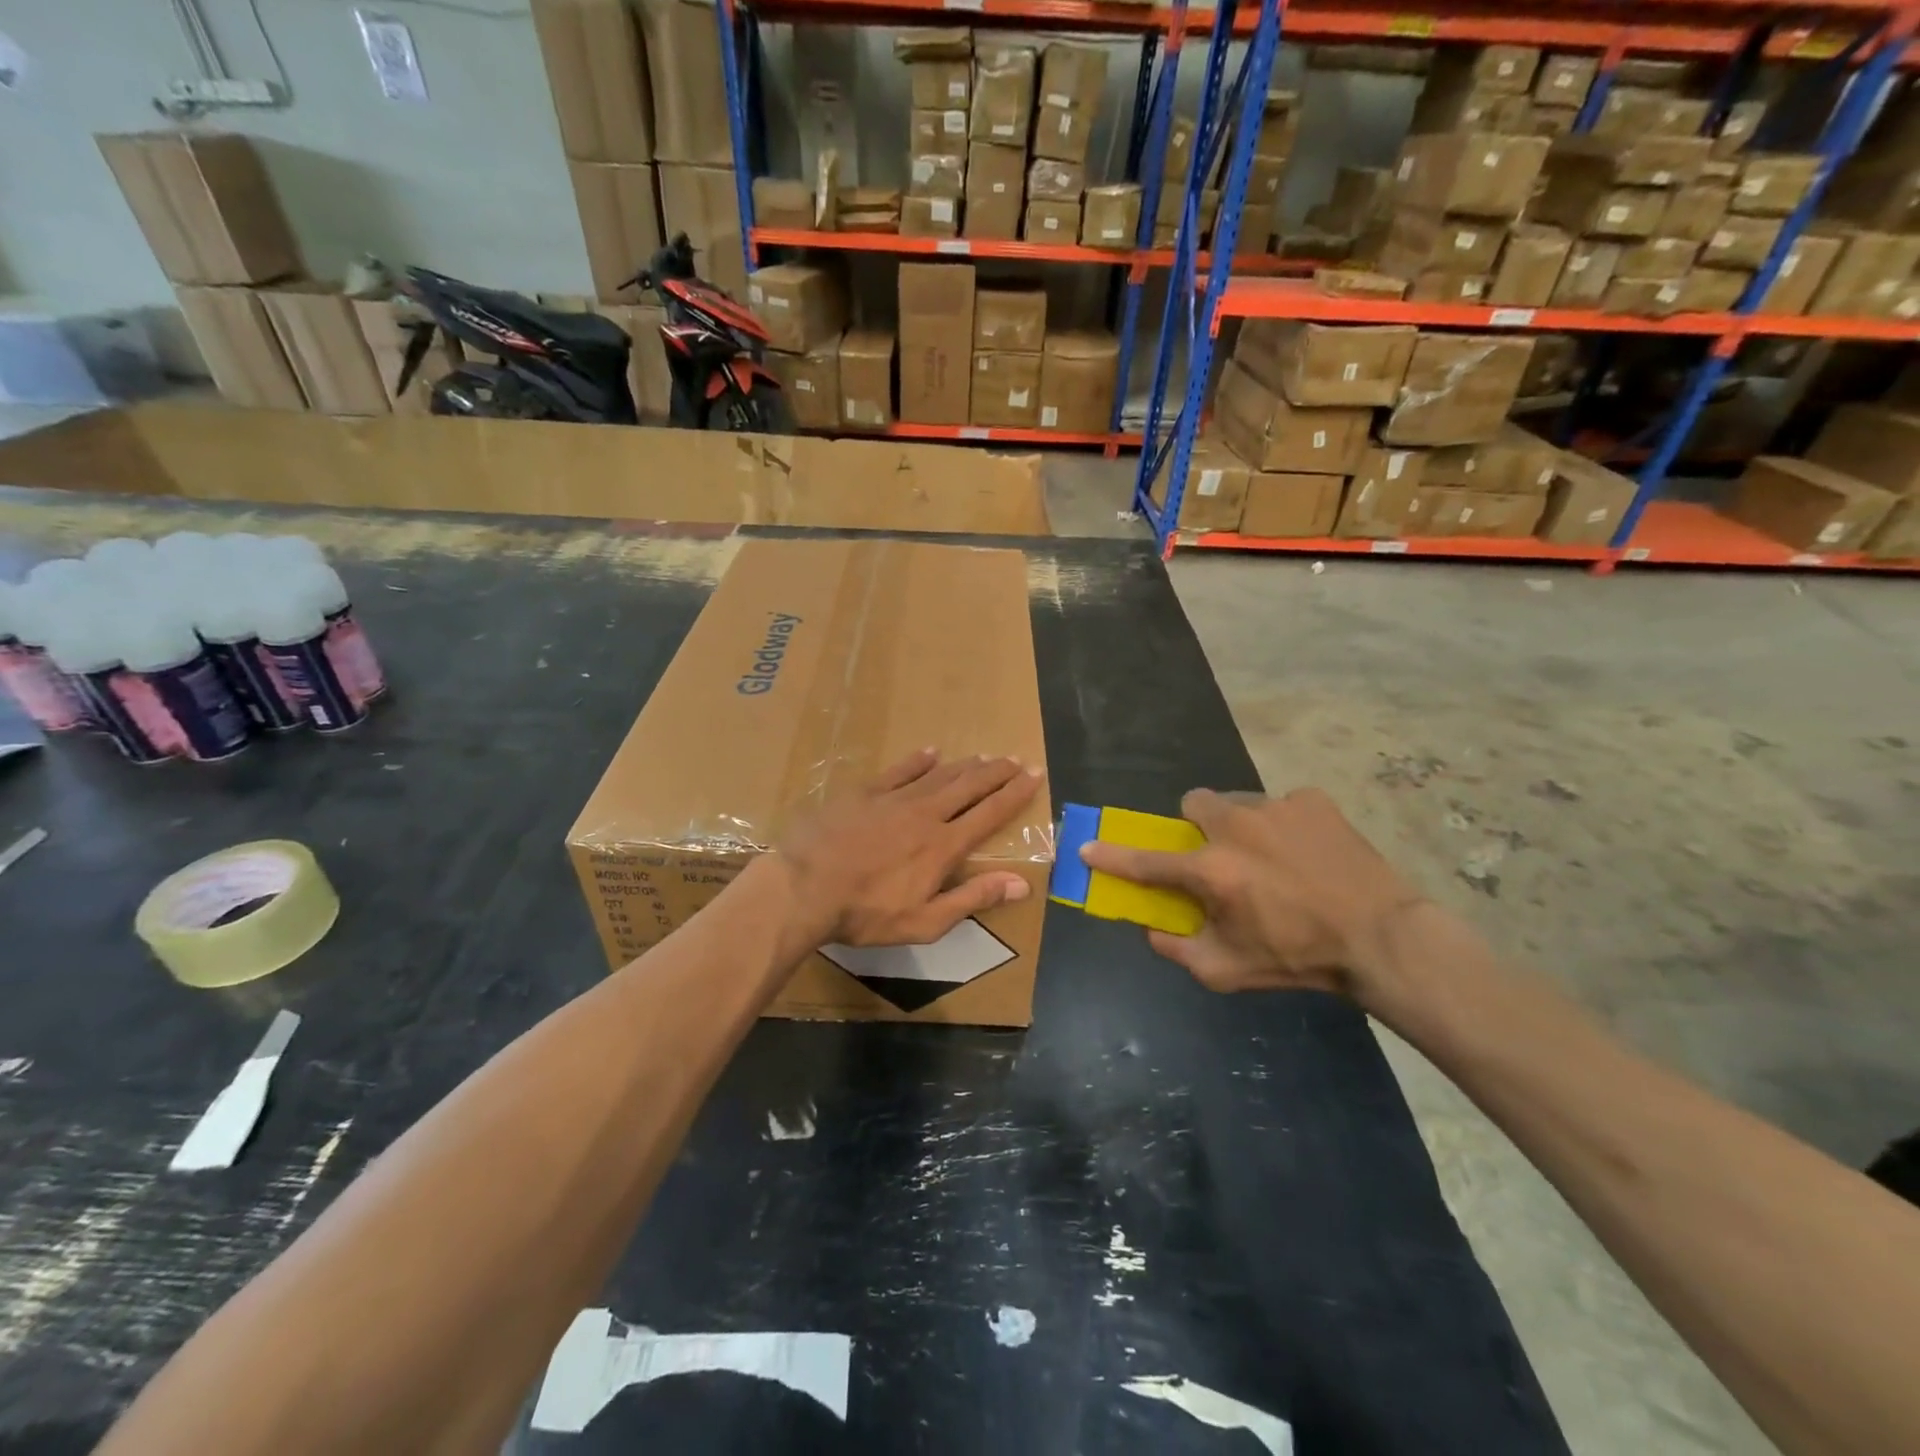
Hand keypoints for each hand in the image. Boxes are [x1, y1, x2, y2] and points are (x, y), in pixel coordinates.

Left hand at [776, 749, 1044, 949]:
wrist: (804, 887)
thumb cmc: (865, 913)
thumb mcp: (925, 921)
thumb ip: (972, 898)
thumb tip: (1021, 884)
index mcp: (944, 846)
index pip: (989, 813)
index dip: (1015, 794)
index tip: (1034, 775)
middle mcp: (926, 814)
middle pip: (969, 786)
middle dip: (997, 772)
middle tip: (1017, 759)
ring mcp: (893, 799)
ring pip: (939, 775)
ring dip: (965, 765)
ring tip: (985, 756)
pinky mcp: (863, 793)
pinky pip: (898, 770)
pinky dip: (918, 760)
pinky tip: (931, 752)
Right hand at [1078, 787, 1425, 1001]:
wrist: (1382, 938)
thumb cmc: (1299, 958)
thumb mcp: (1228, 971)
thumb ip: (1177, 950)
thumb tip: (1151, 930)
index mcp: (1211, 870)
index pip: (1146, 861)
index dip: (1111, 856)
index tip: (1087, 847)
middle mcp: (1235, 827)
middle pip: (1193, 804)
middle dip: (1196, 826)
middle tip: (1219, 856)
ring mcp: (1276, 807)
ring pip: (1238, 803)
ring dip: (1241, 827)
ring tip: (1273, 859)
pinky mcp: (1312, 801)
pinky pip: (1282, 805)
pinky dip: (1285, 826)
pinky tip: (1308, 854)